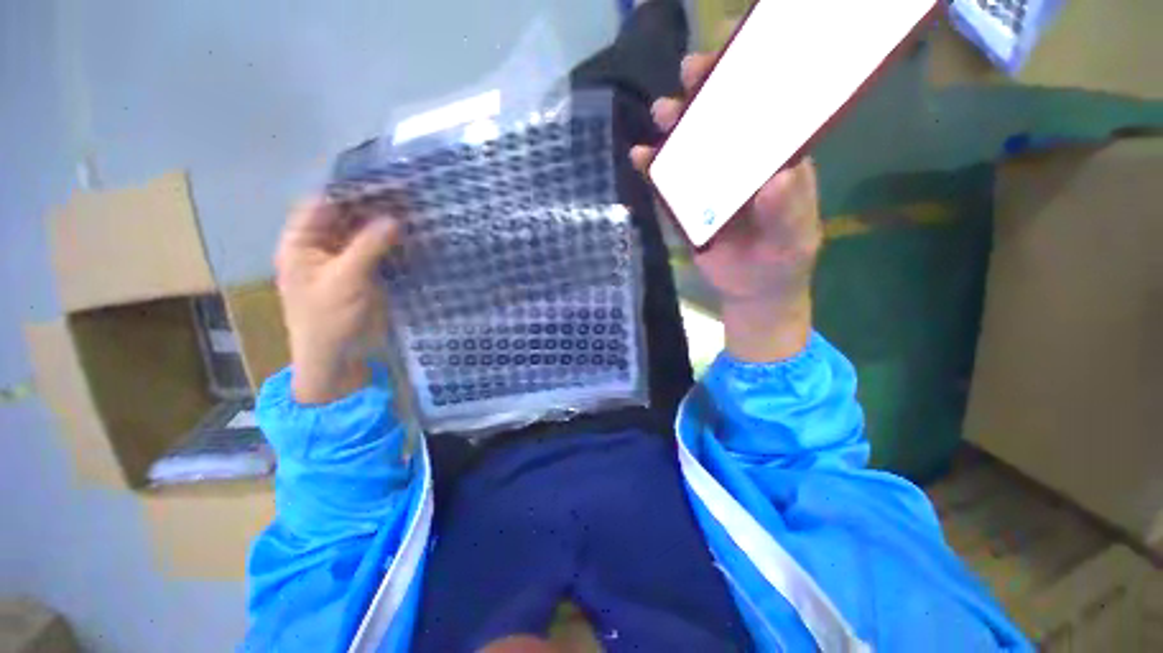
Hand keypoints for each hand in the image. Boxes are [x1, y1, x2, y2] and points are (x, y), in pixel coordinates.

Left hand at [274, 198, 398, 403]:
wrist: (338, 359)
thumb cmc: (329, 319)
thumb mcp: (346, 280)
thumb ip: (369, 246)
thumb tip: (394, 219)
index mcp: (302, 243)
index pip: (323, 204)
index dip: (350, 191)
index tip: (383, 181)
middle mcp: (322, 247)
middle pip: (346, 218)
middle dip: (373, 207)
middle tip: (407, 195)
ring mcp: (345, 261)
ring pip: (365, 235)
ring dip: (386, 226)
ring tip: (416, 211)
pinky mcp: (365, 275)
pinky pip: (379, 252)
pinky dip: (394, 245)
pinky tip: (414, 237)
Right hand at [632, 53, 823, 361]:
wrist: (751, 291)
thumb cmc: (781, 263)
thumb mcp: (792, 242)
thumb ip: (787, 214)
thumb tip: (776, 179)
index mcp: (778, 162)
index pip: (767, 113)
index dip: (753, 82)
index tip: (735, 59)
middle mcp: (743, 165)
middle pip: (725, 123)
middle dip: (707, 95)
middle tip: (690, 75)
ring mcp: (712, 185)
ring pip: (693, 150)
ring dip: (676, 129)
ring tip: (662, 113)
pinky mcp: (688, 207)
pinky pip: (669, 185)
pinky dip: (655, 171)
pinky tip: (640, 158)